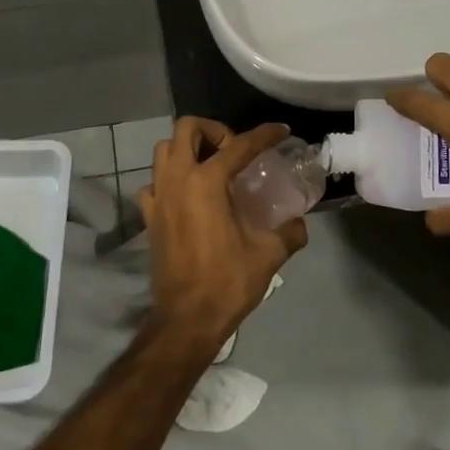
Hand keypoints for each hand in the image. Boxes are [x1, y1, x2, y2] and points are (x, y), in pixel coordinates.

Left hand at [138, 118, 307, 355]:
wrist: (186, 320)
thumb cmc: (227, 282)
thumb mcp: (268, 254)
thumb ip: (289, 231)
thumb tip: (300, 222)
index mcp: (207, 182)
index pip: (240, 145)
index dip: (264, 135)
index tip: (280, 132)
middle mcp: (178, 179)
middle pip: (187, 129)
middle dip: (213, 130)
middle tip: (233, 151)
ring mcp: (158, 196)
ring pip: (165, 150)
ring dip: (187, 148)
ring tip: (210, 166)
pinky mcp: (149, 217)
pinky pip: (154, 182)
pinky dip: (169, 179)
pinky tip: (187, 195)